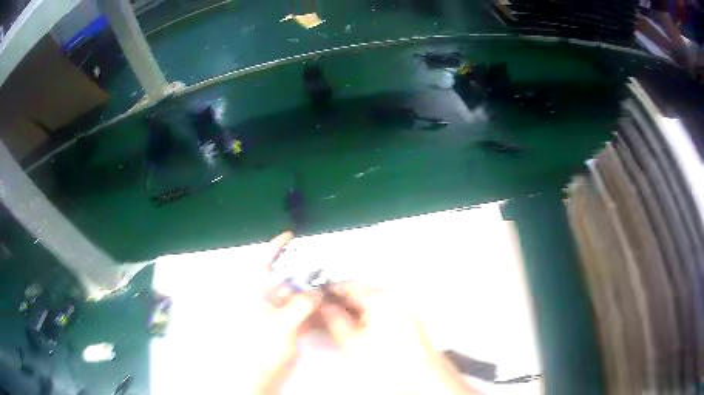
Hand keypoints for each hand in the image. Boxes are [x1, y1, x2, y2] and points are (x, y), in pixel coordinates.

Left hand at [239, 232, 319, 393]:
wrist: (261, 375)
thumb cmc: (262, 348)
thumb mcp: (281, 325)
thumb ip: (299, 306)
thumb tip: (317, 292)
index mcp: (257, 295)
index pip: (263, 265)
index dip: (275, 248)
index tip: (290, 236)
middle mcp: (266, 300)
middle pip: (285, 279)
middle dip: (303, 271)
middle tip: (322, 264)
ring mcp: (278, 314)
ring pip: (297, 296)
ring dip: (312, 291)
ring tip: (331, 284)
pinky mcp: (288, 326)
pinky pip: (303, 312)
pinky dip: (314, 309)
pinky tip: (328, 307)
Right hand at [319, 283, 480, 393]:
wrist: (420, 375)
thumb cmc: (392, 363)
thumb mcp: (352, 342)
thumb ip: (334, 320)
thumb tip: (326, 307)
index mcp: (381, 300)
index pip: (350, 285)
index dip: (332, 290)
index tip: (321, 297)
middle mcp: (396, 299)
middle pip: (363, 291)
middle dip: (344, 300)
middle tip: (330, 311)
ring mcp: (405, 307)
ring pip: (374, 301)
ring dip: (357, 307)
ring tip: (345, 323)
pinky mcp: (410, 318)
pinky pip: (385, 309)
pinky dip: (371, 314)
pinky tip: (365, 329)